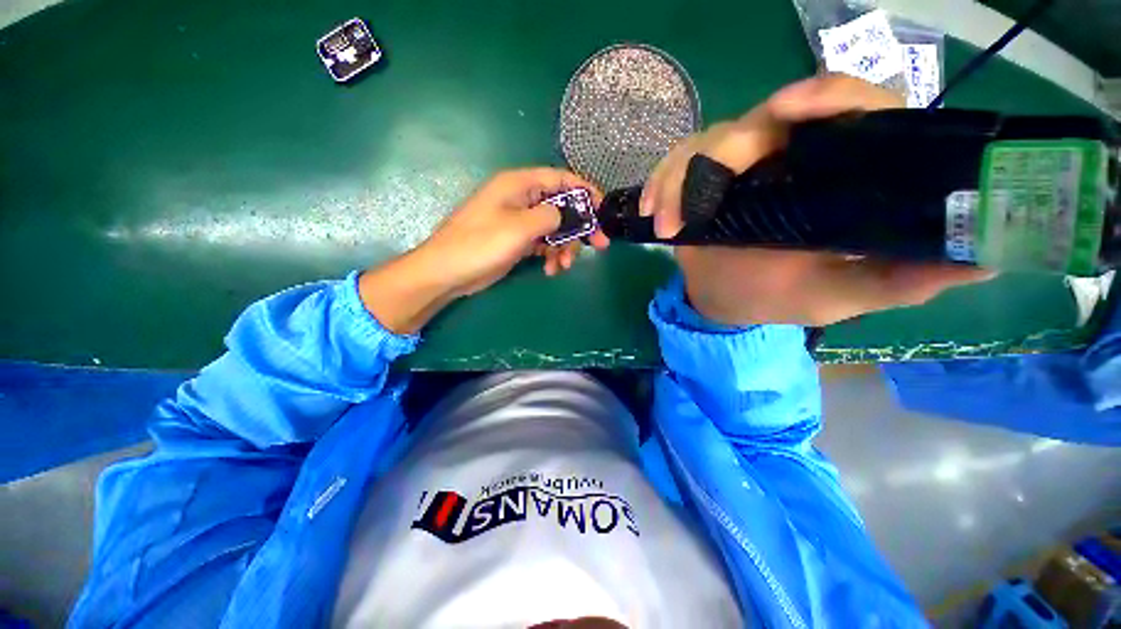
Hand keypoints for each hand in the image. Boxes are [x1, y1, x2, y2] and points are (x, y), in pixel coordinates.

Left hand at [359, 168, 607, 333]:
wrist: (449, 272)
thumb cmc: (480, 244)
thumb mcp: (519, 227)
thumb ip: (549, 215)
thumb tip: (566, 214)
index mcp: (519, 185)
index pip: (560, 179)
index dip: (585, 191)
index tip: (604, 209)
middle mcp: (521, 199)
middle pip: (561, 207)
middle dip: (580, 227)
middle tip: (599, 246)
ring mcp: (519, 221)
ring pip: (554, 229)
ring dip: (564, 247)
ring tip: (564, 266)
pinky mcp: (517, 240)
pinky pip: (543, 243)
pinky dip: (550, 255)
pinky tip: (550, 269)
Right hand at [641, 75, 993, 326]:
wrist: (725, 301)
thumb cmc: (782, 297)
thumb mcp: (844, 294)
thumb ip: (901, 277)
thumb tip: (984, 254)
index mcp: (837, 171)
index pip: (850, 108)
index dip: (825, 97)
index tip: (788, 110)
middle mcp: (789, 154)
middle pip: (761, 120)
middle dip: (723, 155)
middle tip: (696, 206)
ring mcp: (738, 163)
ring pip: (707, 142)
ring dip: (679, 182)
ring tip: (669, 227)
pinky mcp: (699, 177)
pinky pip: (674, 165)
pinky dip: (659, 185)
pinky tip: (652, 212)